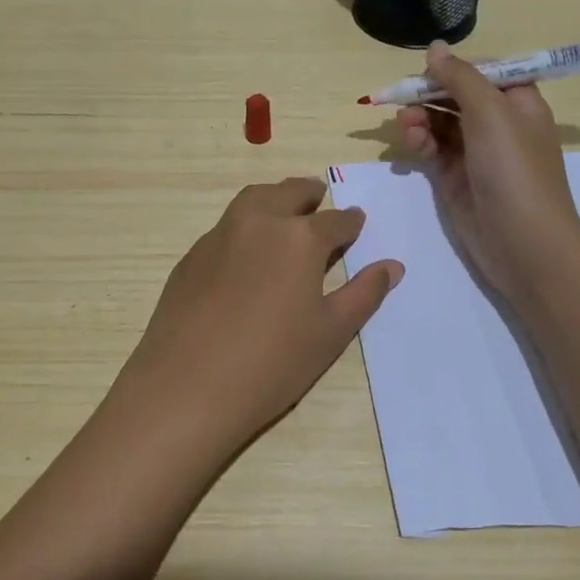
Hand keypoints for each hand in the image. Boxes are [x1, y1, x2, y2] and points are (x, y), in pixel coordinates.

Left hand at [114, 178, 403, 455]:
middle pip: (289, 193)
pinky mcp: (192, 255)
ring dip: (274, 197)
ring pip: (253, 199)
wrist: (187, 386)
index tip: (357, 222)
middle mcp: (259, 223)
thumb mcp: (330, 332)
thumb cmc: (272, 363)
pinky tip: (246, 250)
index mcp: (299, 238)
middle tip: (319, 197)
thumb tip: (392, 266)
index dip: (350, 222)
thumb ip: (364, 293)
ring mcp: (220, 235)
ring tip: (284, 209)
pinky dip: (245, 223)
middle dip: (309, 193)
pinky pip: (226, 225)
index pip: (335, 220)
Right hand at [395, 42, 579, 303]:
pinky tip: (412, 143)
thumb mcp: (490, 112)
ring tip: (407, 126)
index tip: (428, 70)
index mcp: (518, 101)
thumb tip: (435, 47)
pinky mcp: (455, 177)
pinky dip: (420, 141)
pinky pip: (431, 148)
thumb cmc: (514, 168)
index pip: (483, 71)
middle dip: (428, 93)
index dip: (455, 68)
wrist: (524, 243)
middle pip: (455, 94)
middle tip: (402, 98)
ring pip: (438, 121)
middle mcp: (497, 123)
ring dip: (419, 117)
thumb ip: (460, 77)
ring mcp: (475, 152)